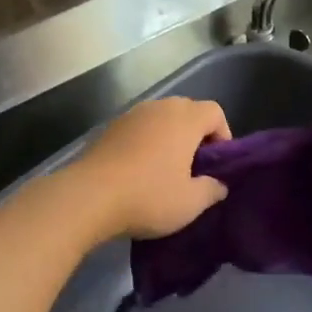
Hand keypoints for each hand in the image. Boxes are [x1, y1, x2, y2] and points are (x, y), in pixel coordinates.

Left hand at [70, 97, 230, 239]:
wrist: (88, 197)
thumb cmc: (149, 196)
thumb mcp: (190, 203)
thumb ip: (212, 190)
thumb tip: (219, 184)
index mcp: (185, 119)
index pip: (215, 112)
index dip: (223, 134)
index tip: (218, 163)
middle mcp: (159, 108)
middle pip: (188, 110)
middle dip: (196, 134)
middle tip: (194, 167)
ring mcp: (131, 115)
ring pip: (161, 118)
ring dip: (169, 137)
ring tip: (166, 169)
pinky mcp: (109, 128)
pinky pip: (138, 128)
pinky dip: (146, 142)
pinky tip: (139, 170)